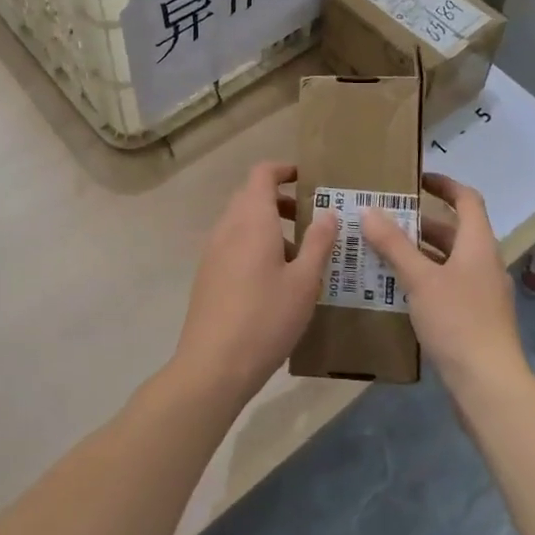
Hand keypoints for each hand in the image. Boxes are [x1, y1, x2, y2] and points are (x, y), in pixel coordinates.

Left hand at [170, 162, 337, 408]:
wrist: (213, 364)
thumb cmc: (266, 318)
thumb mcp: (304, 281)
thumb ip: (318, 242)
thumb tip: (327, 212)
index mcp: (251, 220)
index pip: (262, 174)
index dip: (284, 170)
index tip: (308, 179)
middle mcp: (227, 227)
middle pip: (251, 196)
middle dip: (281, 200)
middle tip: (311, 219)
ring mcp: (212, 251)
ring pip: (241, 222)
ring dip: (269, 226)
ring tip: (300, 254)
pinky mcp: (207, 274)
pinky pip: (233, 244)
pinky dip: (254, 245)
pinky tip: (275, 279)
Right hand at [360, 173, 529, 397]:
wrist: (489, 385)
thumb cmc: (457, 322)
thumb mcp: (420, 279)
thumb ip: (393, 244)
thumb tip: (368, 210)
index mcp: (479, 245)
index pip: (467, 200)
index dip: (445, 184)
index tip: (416, 180)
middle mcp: (484, 263)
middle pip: (453, 231)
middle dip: (419, 222)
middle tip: (383, 218)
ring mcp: (481, 292)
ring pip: (447, 260)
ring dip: (417, 252)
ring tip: (379, 251)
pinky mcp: (474, 318)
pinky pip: (446, 285)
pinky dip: (422, 279)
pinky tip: (395, 290)